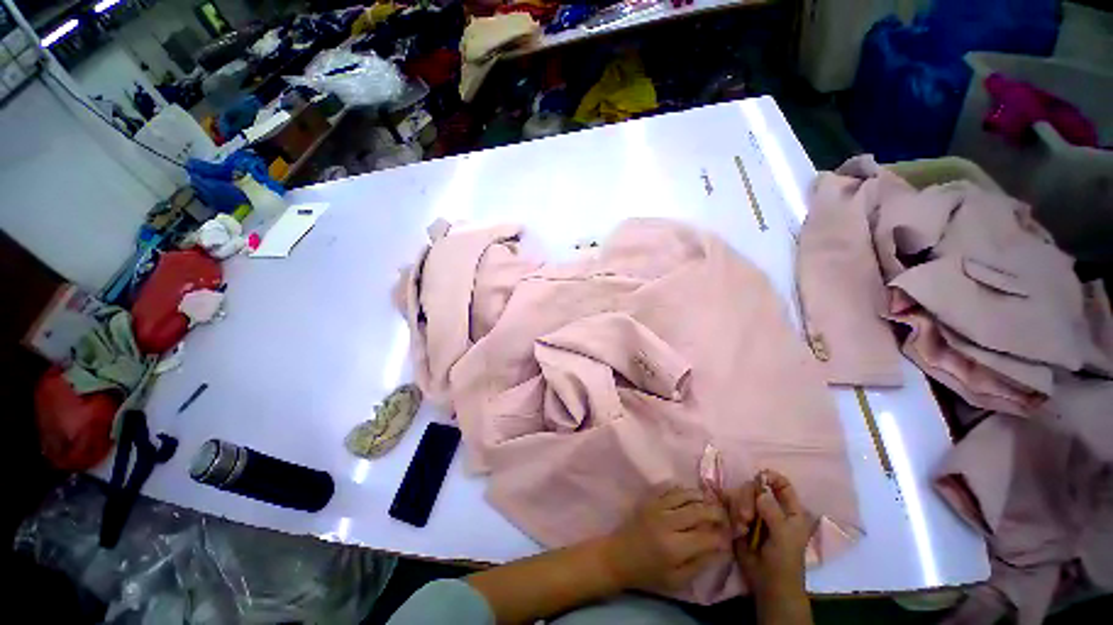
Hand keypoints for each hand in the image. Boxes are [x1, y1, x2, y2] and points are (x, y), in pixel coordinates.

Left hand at [603, 485, 730, 591]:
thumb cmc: (649, 573)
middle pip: (698, 510)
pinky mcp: (648, 499)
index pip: (706, 537)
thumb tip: (722, 549)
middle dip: (716, 512)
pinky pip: (669, 488)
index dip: (722, 536)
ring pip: (685, 494)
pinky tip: (690, 496)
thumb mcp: (677, 580)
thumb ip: (700, 564)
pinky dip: (683, 489)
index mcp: (674, 547)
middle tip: (725, 516)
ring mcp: (656, 507)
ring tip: (711, 503)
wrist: (619, 556)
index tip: (729, 537)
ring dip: (701, 497)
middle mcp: (666, 522)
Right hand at [728, 471, 811, 607]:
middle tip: (746, 516)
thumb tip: (760, 491)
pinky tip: (737, 529)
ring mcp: (754, 513)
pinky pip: (731, 506)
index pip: (781, 484)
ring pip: (740, 496)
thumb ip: (773, 512)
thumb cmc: (784, 561)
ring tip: (742, 528)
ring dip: (738, 509)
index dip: (771, 477)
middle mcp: (770, 507)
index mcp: (789, 510)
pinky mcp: (739, 520)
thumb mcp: (784, 537)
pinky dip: (731, 515)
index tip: (758, 479)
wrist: (768, 584)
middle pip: (755, 487)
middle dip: (747, 498)